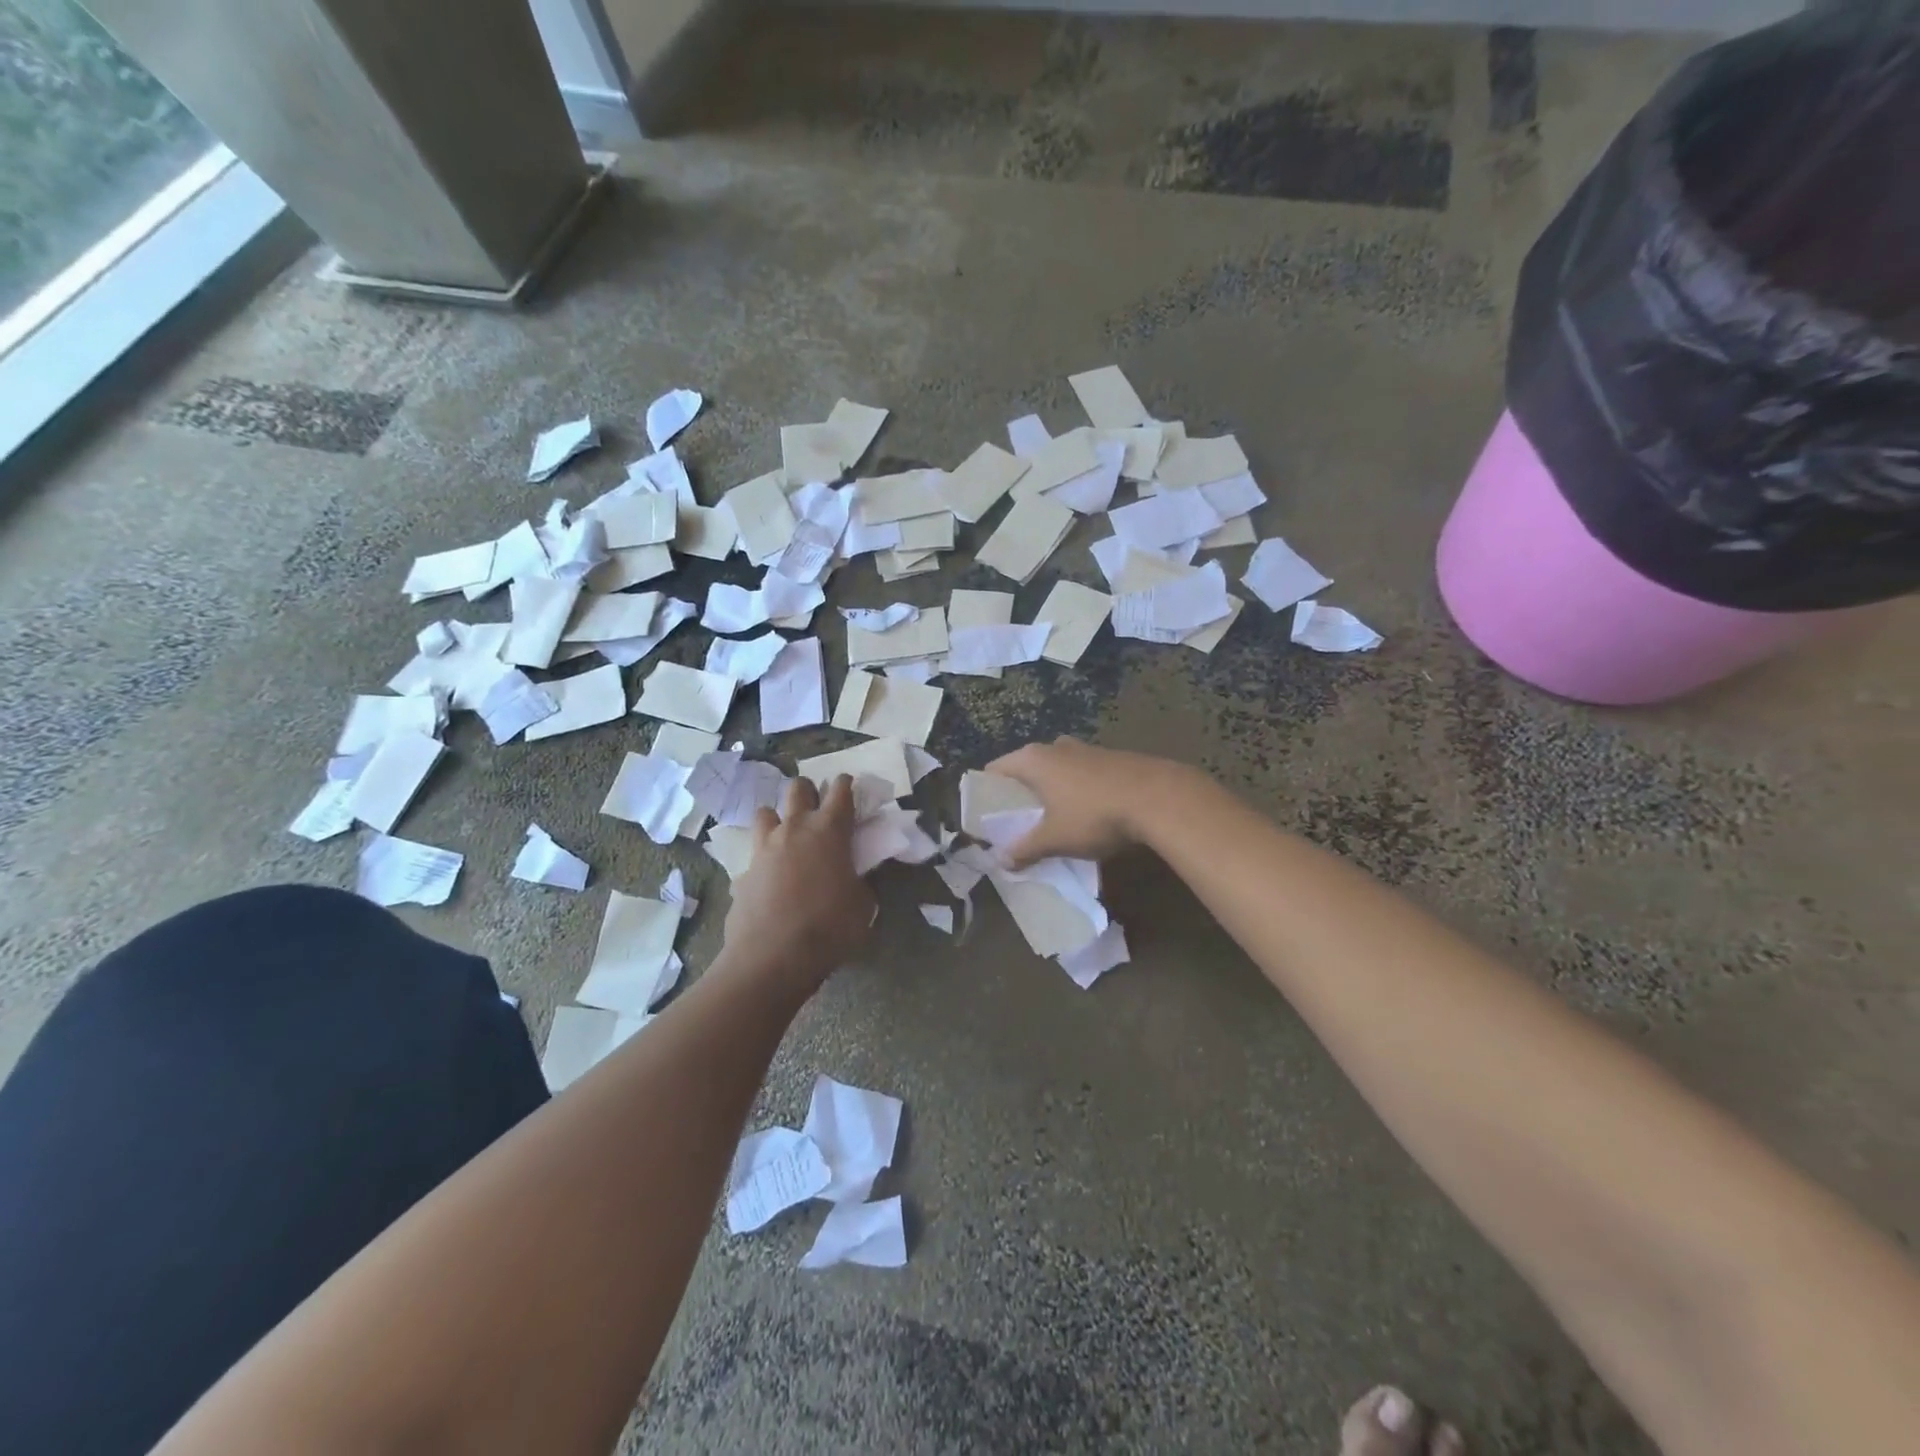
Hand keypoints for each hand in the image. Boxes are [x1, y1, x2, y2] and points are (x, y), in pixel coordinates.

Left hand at [721, 775, 874, 993]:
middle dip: (809, 791)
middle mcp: (795, 828)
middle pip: (798, 788)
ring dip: (779, 818)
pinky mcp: (744, 871)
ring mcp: (764, 847)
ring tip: (787, 836)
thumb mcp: (862, 905)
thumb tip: (852, 879)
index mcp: (829, 830)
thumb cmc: (829, 927)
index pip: (841, 791)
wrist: (772, 957)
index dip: (847, 784)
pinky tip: (771, 877)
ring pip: (766, 811)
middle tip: (818, 809)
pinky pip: (754, 852)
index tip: (850, 786)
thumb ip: (859, 882)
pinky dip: (764, 857)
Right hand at [986, 738, 1195, 868]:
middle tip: (1017, 823)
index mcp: (1033, 759)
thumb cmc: (1094, 814)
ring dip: (1051, 792)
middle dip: (1021, 794)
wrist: (1158, 798)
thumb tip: (1002, 861)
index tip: (986, 818)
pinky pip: (1082, 775)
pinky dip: (1076, 791)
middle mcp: (1056, 747)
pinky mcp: (1112, 759)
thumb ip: (1025, 848)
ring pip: (1057, 770)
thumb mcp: (1054, 838)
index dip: (988, 794)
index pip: (995, 770)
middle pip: (1026, 769)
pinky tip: (1086, 814)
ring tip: (1051, 821)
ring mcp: (1086, 750)